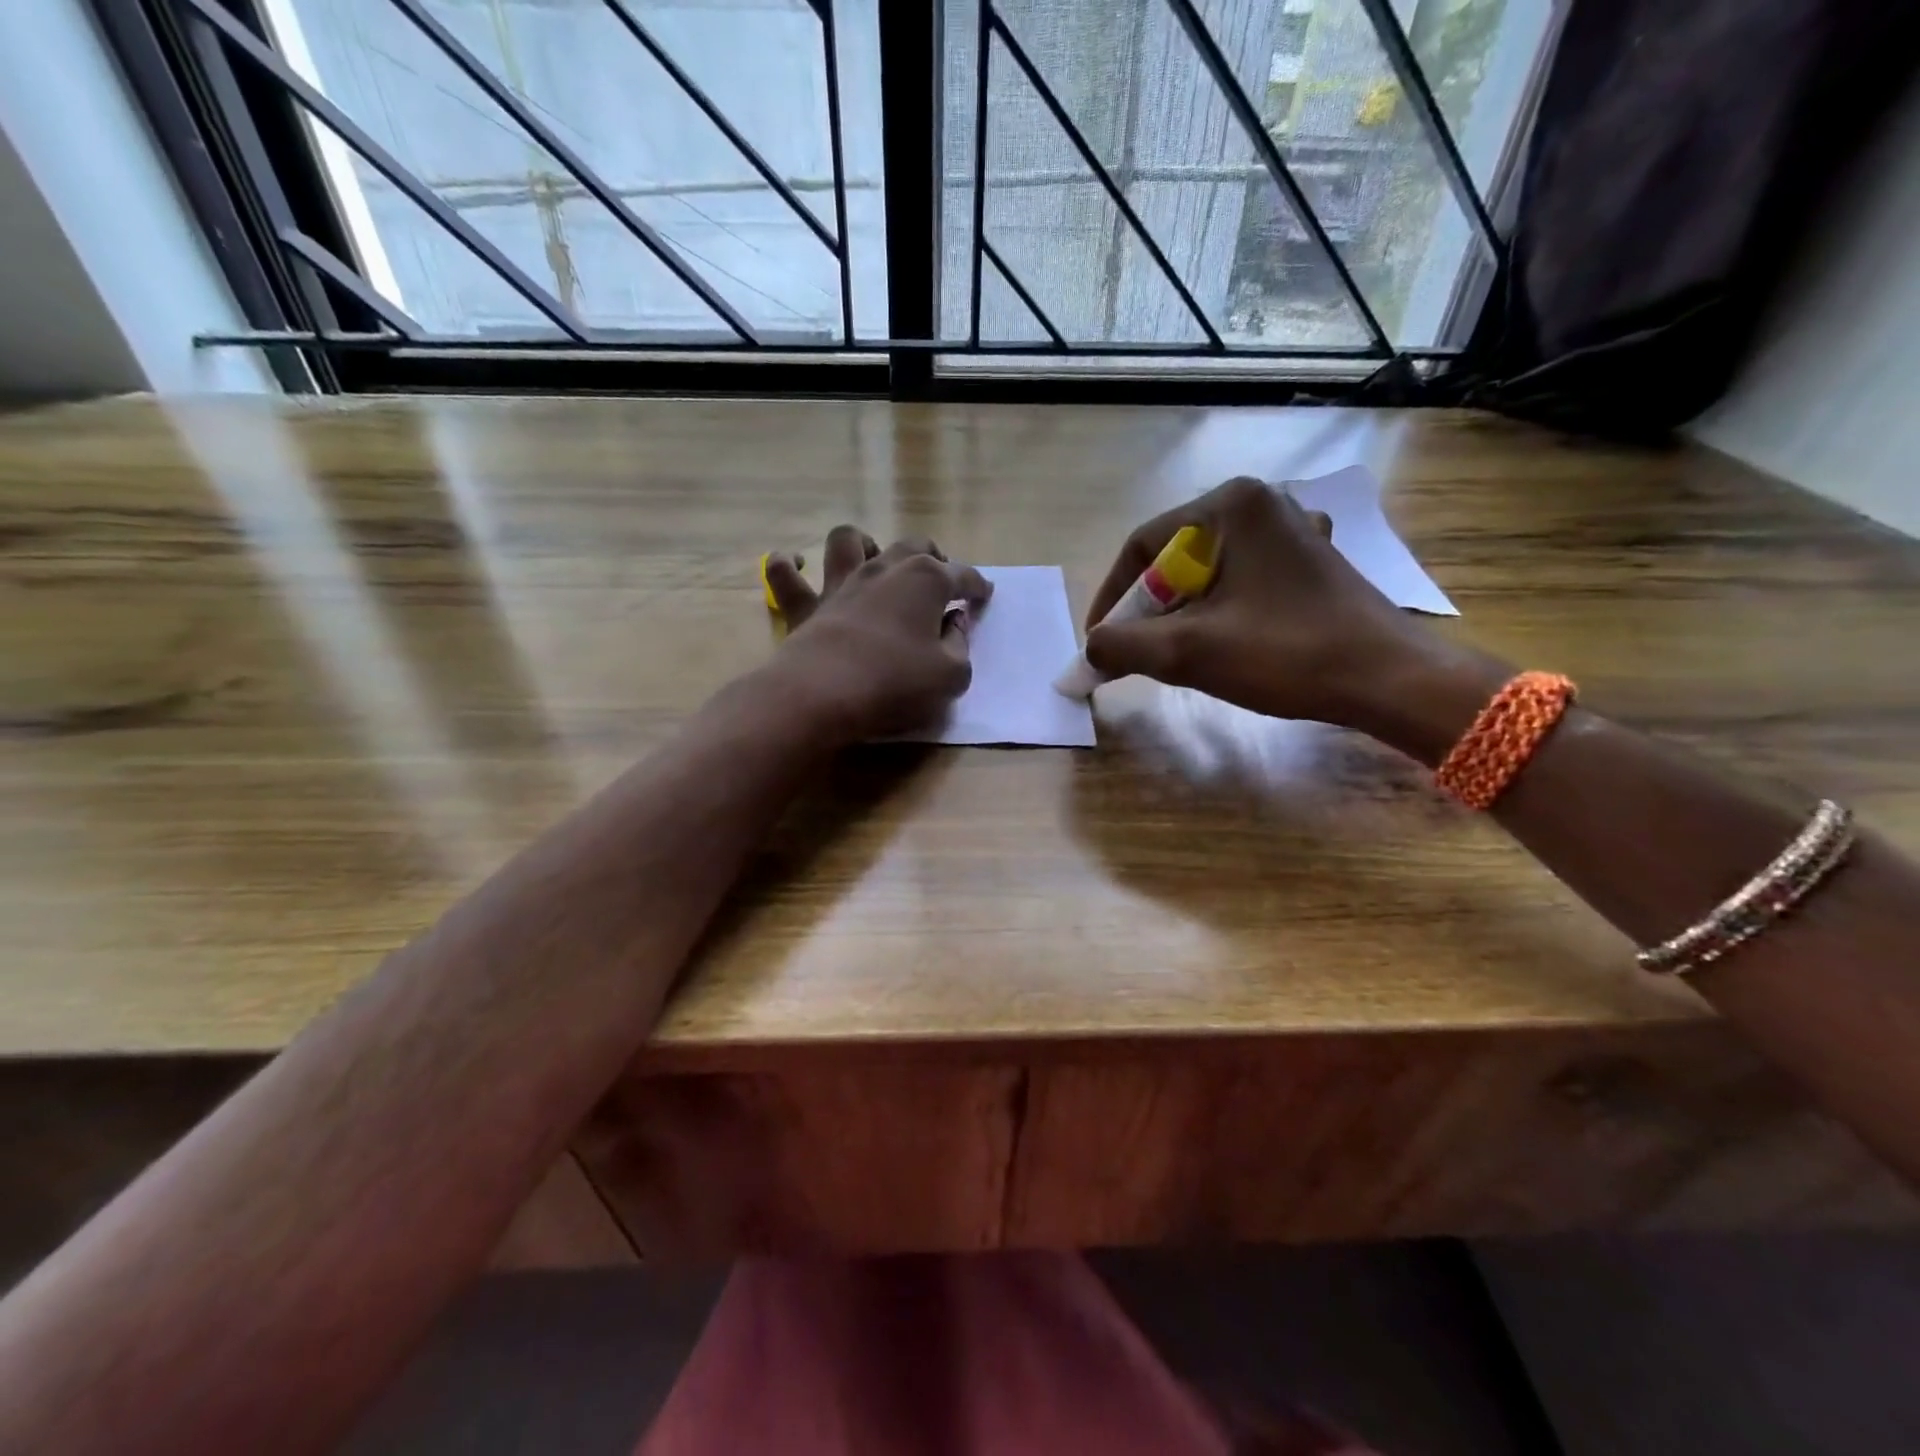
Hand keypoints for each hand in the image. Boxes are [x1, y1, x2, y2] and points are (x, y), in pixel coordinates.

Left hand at [763, 527, 991, 741]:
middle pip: (913, 546)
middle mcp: (884, 569)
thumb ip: (959, 646)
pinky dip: (788, 564)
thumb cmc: (895, 684)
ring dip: (864, 543)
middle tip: (940, 576)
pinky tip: (797, 563)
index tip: (984, 596)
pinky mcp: (804, 605)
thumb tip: (955, 624)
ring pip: (849, 540)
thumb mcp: (950, 675)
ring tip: (873, 559)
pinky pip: (784, 573)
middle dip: (933, 556)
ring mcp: (840, 583)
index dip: (977, 586)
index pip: (962, 575)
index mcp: (926, 581)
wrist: (822, 696)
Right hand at [1084, 477, 1448, 733]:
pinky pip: (1242, 582)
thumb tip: (1087, 652)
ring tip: (1177, 656)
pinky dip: (1218, 612)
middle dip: (1148, 611)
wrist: (1387, 679)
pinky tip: (1222, 643)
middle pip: (1175, 558)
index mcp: (1230, 505)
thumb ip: (1121, 645)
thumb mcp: (1188, 651)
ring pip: (1208, 573)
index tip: (1098, 644)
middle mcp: (1262, 503)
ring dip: (1181, 616)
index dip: (1112, 599)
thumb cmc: (1285, 653)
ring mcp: (1292, 530)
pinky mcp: (1310, 561)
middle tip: (1135, 656)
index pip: (1142, 546)